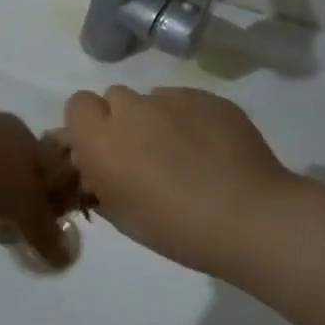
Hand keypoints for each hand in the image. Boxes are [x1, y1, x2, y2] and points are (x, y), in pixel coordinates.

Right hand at [63, 85, 293, 276]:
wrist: (247, 216)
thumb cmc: (174, 227)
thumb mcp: (121, 215)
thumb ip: (99, 183)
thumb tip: (96, 170)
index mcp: (100, 139)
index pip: (77, 106)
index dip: (88, 126)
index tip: (103, 151)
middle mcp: (131, 108)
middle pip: (114, 98)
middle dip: (122, 120)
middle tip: (144, 154)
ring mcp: (172, 98)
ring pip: (152, 99)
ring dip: (157, 119)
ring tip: (184, 153)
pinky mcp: (208, 97)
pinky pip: (186, 100)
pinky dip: (189, 119)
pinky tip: (210, 149)